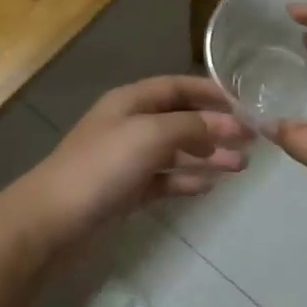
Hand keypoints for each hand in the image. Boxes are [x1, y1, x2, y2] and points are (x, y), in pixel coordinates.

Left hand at [16, 75, 250, 243]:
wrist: (55, 219)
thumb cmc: (103, 166)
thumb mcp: (151, 135)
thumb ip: (193, 126)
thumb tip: (233, 123)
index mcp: (131, 102)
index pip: (177, 87)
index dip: (210, 93)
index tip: (245, 105)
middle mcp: (131, 125)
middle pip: (181, 120)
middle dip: (216, 128)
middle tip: (252, 142)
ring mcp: (129, 160)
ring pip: (177, 152)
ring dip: (208, 156)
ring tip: (241, 167)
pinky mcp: (128, 191)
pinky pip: (165, 180)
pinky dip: (187, 180)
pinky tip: (209, 186)